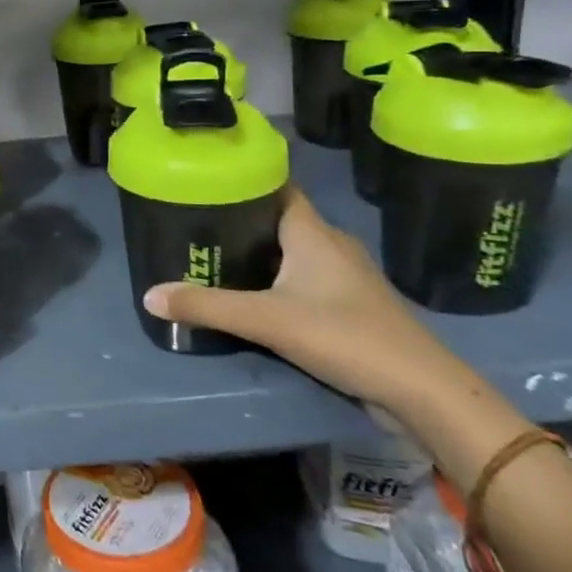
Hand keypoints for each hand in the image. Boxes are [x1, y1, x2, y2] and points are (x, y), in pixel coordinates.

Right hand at [143, 188, 525, 470]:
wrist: (422, 391)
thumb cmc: (345, 336)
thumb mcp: (268, 321)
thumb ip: (208, 307)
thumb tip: (148, 295)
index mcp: (312, 232)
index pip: (277, 187)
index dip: (245, 180)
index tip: (207, 181)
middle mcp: (330, 245)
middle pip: (279, 220)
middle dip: (241, 220)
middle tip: (197, 224)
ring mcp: (345, 277)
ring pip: (293, 251)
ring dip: (260, 253)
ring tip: (216, 257)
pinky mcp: (350, 307)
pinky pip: (305, 280)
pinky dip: (278, 280)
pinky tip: (254, 297)